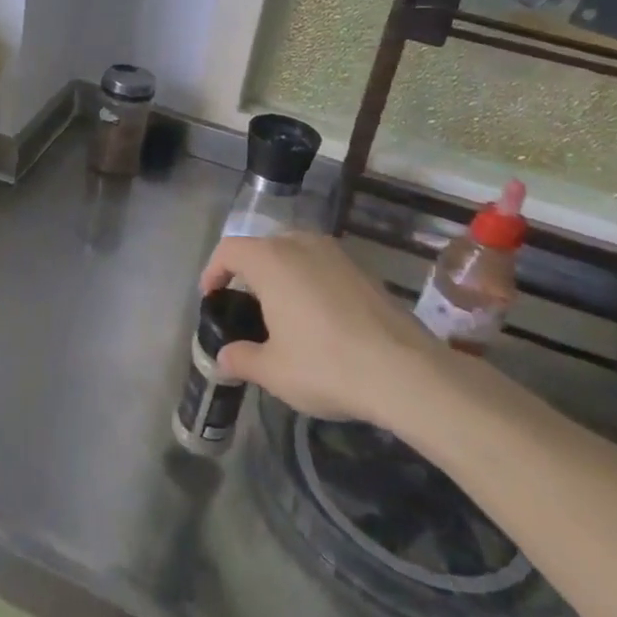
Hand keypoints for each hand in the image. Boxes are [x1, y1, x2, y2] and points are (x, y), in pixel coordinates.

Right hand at [200, 232, 447, 427]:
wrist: (406, 372)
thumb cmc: (326, 364)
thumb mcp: (273, 370)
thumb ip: (241, 359)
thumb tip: (223, 358)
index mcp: (270, 259)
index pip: (228, 250)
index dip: (213, 271)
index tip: (210, 297)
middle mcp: (300, 244)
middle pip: (262, 247)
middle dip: (247, 272)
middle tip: (244, 306)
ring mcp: (336, 253)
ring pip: (295, 252)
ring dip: (281, 274)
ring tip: (280, 311)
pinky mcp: (363, 269)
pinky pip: (322, 265)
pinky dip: (309, 281)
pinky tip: (318, 318)